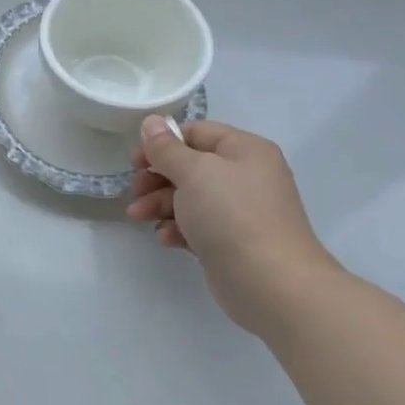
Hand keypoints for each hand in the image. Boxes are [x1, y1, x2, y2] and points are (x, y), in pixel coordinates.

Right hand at [126, 115, 338, 333]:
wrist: (271, 283)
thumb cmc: (231, 215)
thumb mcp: (193, 172)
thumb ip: (167, 148)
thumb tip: (151, 122)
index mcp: (244, 150)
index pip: (196, 133)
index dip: (162, 143)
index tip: (135, 162)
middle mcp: (245, 176)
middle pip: (189, 166)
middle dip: (156, 178)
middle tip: (134, 192)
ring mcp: (240, 211)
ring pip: (189, 197)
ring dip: (160, 204)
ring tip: (139, 217)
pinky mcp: (232, 241)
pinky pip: (197, 225)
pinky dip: (178, 228)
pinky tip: (167, 238)